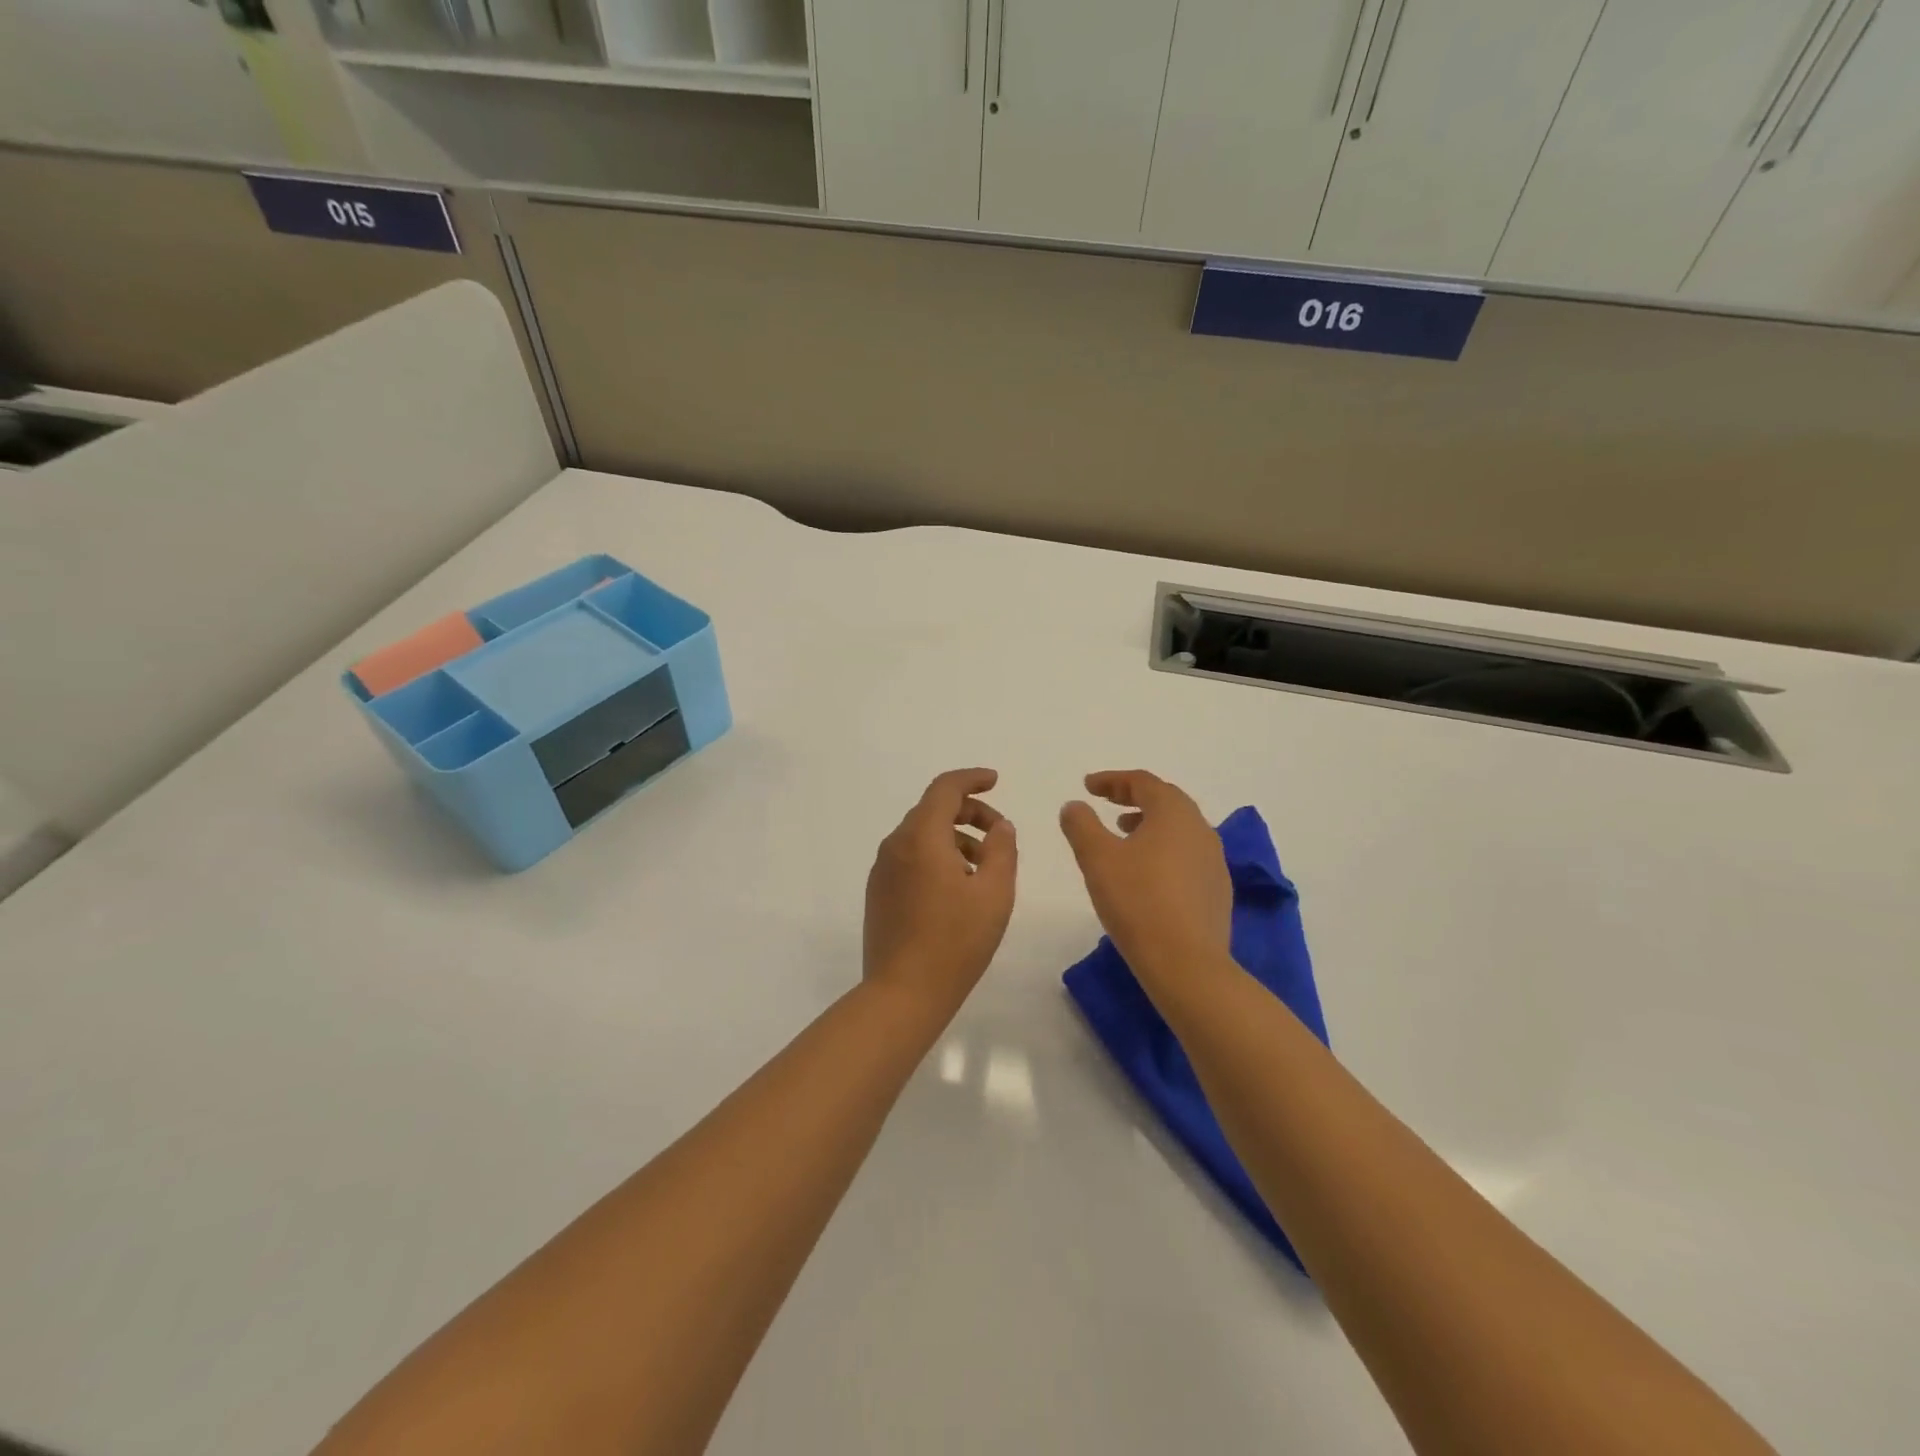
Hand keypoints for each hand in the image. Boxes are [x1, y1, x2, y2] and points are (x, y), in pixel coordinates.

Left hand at [864, 769, 1017, 1015]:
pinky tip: (958, 888)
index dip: (972, 779)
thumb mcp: (994, 893)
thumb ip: (1002, 850)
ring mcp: (883, 870)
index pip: (945, 789)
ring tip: (984, 868)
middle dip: (969, 813)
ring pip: (921, 836)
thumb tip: (1001, 826)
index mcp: (921, 837)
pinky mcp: (879, 892)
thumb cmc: (955, 941)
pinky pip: (910, 858)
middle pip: (932, 810)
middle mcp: (895, 845)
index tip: (995, 781)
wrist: (902, 993)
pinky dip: (936, 857)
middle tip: (1000, 834)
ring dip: (955, 838)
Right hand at [1059, 770, 1231, 980]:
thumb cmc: (1137, 901)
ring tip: (1124, 835)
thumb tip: (1074, 805)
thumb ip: (1081, 825)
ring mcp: (1214, 861)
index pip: (1142, 782)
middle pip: (1166, 801)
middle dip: (1133, 798)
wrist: (1186, 963)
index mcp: (1174, 813)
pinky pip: (1187, 855)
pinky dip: (1164, 850)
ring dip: (1150, 824)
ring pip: (1179, 829)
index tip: (1087, 786)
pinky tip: (1147, 873)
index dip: (1112, 780)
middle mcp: (1201, 829)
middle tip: (1107, 803)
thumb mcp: (1097, 858)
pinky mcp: (1217, 890)